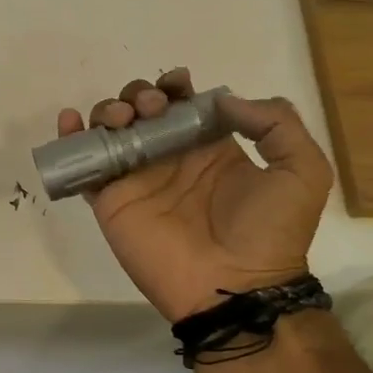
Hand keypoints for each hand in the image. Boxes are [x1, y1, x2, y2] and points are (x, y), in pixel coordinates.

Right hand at [59, 67, 333, 321]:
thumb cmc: (269, 231)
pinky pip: (84, 166)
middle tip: (150, 109)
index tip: (176, 85)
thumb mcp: (302, 170)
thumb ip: (275, 122)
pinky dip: (71, 139)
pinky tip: (70, 121)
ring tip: (122, 119)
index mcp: (210, 148)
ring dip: (109, 109)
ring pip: (111, 130)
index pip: (183, 104)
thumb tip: (223, 98)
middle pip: (142, 110)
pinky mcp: (110, 200)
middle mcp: (170, 159)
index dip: (175, 87)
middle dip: (140, 95)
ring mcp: (137, 179)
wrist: (235, 286)